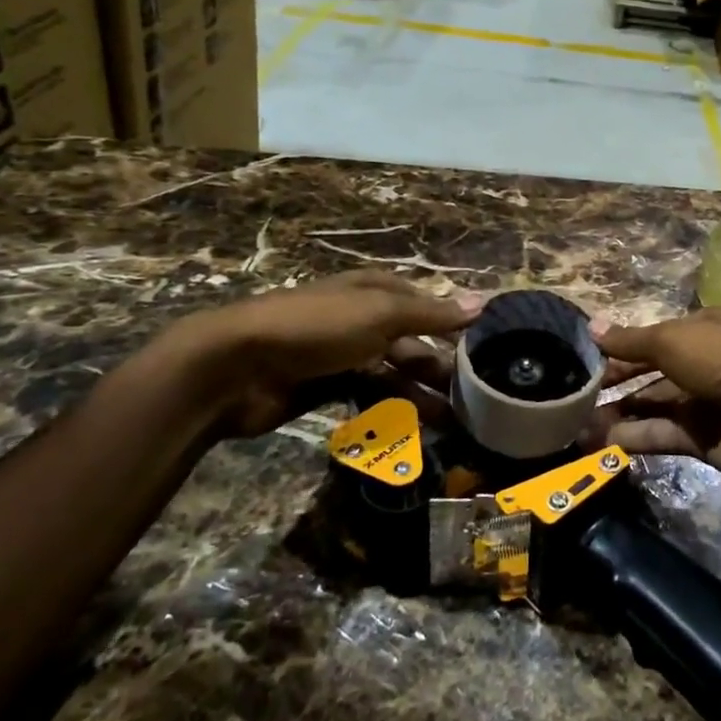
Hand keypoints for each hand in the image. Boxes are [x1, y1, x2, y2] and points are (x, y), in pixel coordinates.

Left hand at [159, 271, 481, 439]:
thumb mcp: (380, 313)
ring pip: (394, 374)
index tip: (485, 351)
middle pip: (412, 342)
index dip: (454, 326)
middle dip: (441, 367)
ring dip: (422, 395)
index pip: (427, 305)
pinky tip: (413, 429)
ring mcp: (343, 354)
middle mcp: (363, 319)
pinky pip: (369, 397)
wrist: (234, 367)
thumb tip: (484, 303)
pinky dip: (391, 410)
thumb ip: (432, 314)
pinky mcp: (326, 387)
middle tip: (474, 398)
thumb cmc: (316, 327)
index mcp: (376, 290)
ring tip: (453, 423)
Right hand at [590, 308, 720, 488]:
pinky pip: (662, 436)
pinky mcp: (703, 440)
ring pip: (653, 407)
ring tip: (578, 426)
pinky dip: (634, 438)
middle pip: (651, 374)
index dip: (621, 349)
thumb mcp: (671, 340)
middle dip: (616, 385)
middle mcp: (702, 365)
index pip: (653, 339)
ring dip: (618, 415)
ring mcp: (704, 404)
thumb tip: (592, 326)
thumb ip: (630, 340)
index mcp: (700, 331)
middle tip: (575, 398)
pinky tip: (602, 443)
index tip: (586, 362)